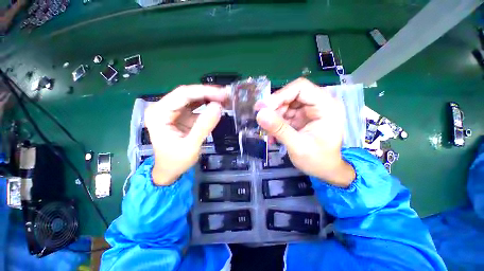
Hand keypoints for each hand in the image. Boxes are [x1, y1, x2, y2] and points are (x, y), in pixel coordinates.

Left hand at [144, 85, 226, 185]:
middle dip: (208, 93)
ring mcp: (172, 111)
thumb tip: (218, 107)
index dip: (204, 92)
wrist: (169, 170)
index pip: (182, 95)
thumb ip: (204, 126)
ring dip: (209, 97)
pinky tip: (218, 105)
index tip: (222, 94)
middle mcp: (163, 108)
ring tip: (225, 98)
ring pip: (192, 98)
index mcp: (159, 113)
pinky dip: (207, 104)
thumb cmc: (176, 161)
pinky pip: (195, 106)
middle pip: (187, 94)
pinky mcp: (180, 115)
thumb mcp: (191, 145)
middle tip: (226, 95)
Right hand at [255, 78, 354, 186]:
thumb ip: (279, 129)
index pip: (301, 88)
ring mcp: (309, 110)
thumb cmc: (318, 160)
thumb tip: (259, 114)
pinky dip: (276, 122)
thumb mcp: (298, 146)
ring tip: (269, 133)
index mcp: (326, 106)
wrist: (325, 170)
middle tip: (262, 121)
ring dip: (274, 117)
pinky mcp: (301, 116)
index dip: (280, 95)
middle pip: (291, 95)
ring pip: (285, 104)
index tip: (263, 108)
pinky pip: (284, 113)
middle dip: (274, 108)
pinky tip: (273, 134)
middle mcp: (319, 103)